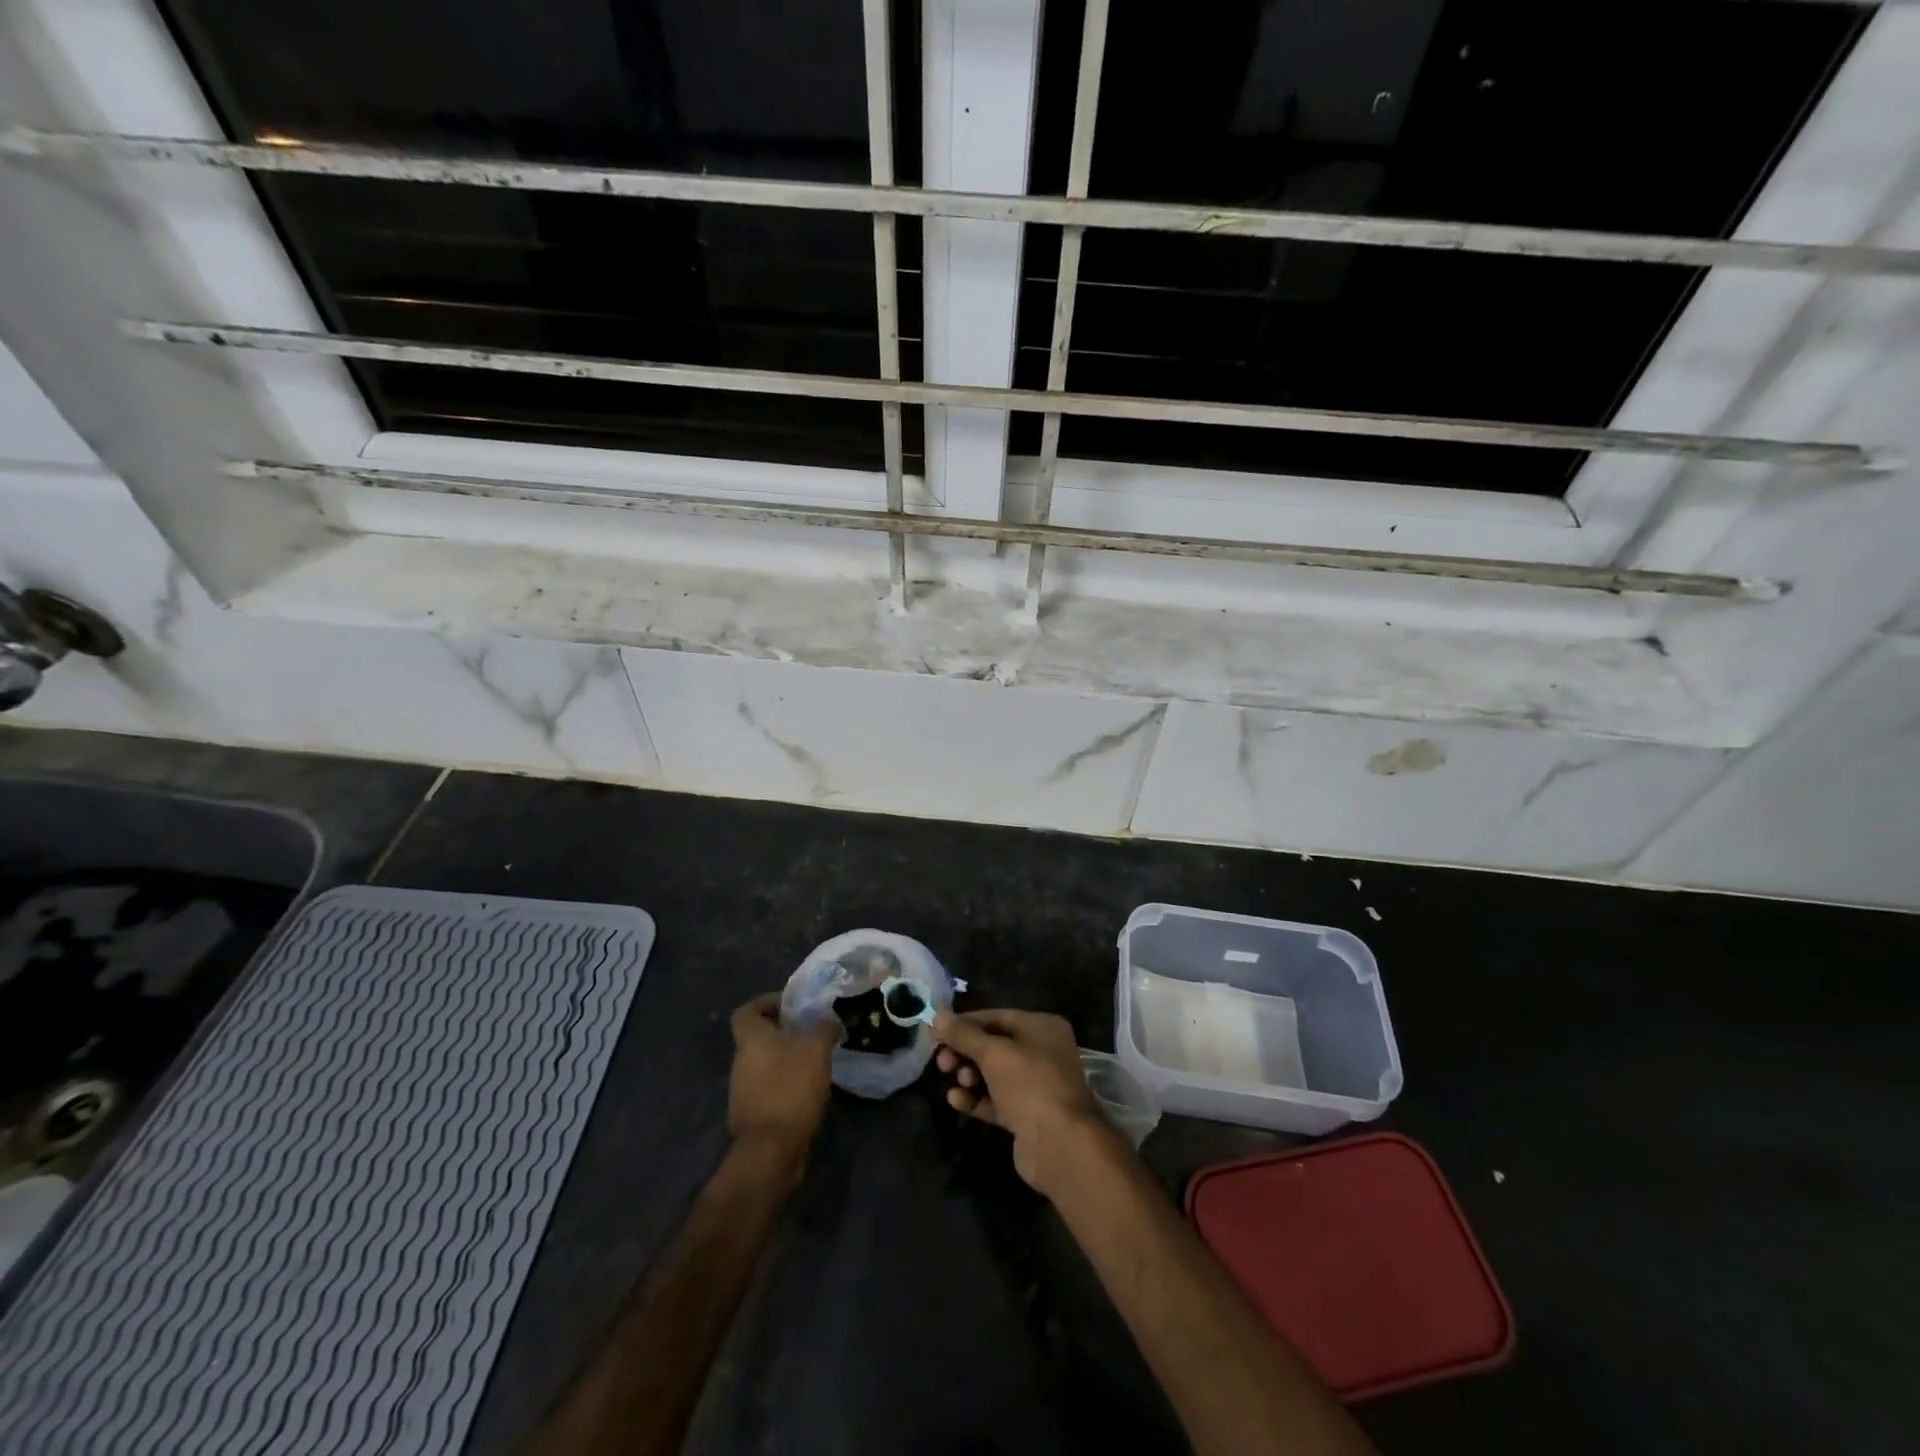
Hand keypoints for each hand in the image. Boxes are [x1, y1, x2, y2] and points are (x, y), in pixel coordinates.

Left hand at [728, 994, 837, 1166]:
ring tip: (816, 1061)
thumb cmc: (790, 1088)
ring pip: (765, 1064)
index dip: (765, 1003)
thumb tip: (828, 1021)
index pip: (746, 1011)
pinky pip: (770, 1088)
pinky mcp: (753, 1114)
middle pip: (758, 1038)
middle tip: (813, 1032)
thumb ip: (823, 1028)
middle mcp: (741, 1062)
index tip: (790, 1006)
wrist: (770, 1150)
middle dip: (784, 1033)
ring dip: (787, 1060)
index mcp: (751, 1039)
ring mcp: (744, 1091)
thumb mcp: (816, 1049)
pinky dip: (786, 1084)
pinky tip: (810, 1090)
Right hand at [933, 1008, 1113, 1194]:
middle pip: (994, 1045)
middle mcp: (1041, 1052)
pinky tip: (956, 1100)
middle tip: (942, 1062)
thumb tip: (937, 1017)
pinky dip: (976, 1098)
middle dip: (965, 1051)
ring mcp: (1035, 1086)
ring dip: (969, 1075)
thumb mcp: (994, 1053)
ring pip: (993, 1074)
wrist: (1061, 1145)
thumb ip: (964, 1035)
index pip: (997, 1017)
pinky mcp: (1026, 1115)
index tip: (937, 1031)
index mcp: (1042, 1027)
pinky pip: (995, 1100)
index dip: (965, 1023)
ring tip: (957, 1081)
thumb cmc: (1030, 1085)